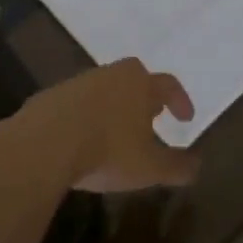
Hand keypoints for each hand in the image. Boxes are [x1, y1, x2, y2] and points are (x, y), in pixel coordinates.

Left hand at [20, 58, 199, 192]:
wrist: (45, 143)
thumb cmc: (107, 151)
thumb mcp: (149, 168)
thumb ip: (176, 166)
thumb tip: (197, 165)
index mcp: (141, 84)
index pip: (168, 85)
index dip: (180, 100)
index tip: (185, 118)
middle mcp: (113, 75)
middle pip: (135, 78)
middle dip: (145, 96)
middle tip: (150, 116)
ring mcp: (80, 82)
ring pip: (105, 88)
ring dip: (114, 105)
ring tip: (116, 131)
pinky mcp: (53, 95)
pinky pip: (78, 102)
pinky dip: (86, 116)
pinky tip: (83, 138)